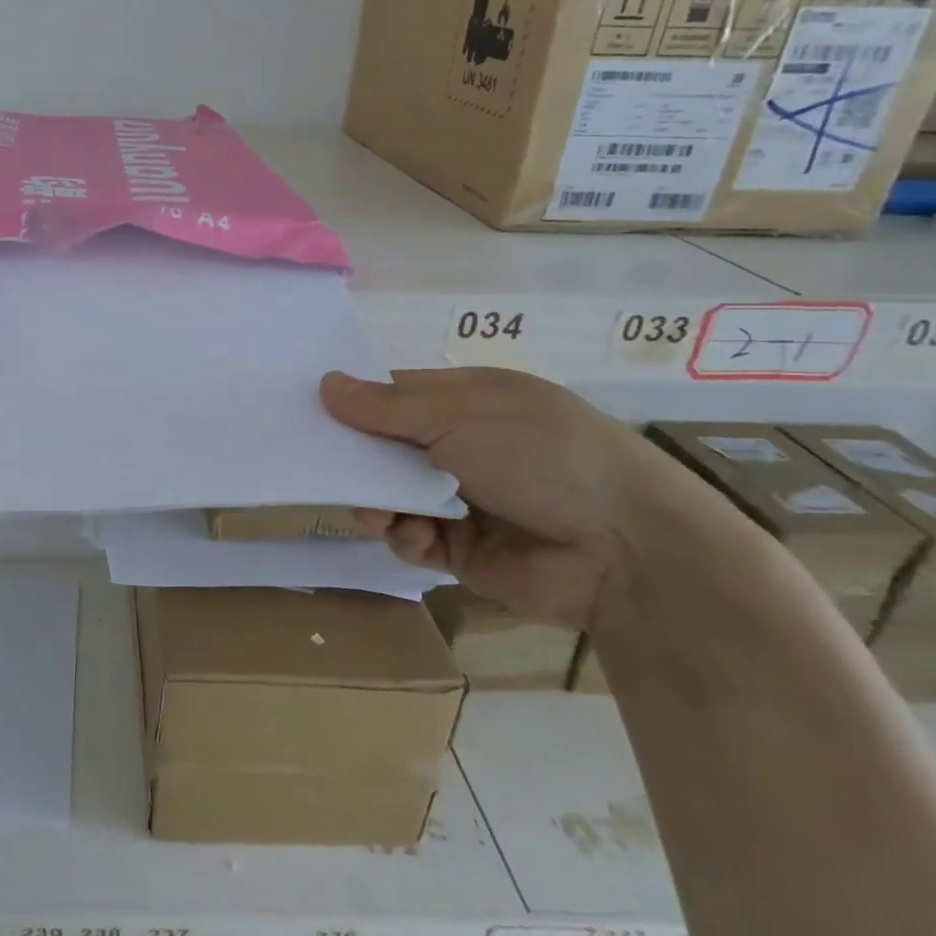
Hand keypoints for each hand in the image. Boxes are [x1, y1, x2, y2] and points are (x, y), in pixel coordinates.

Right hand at [321, 368, 737, 630]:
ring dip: (377, 501)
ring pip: (389, 495)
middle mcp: (459, 445)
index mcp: (465, 401)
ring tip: (379, 511)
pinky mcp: (460, 548)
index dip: (352, 403)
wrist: (625, 549)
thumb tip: (325, 385)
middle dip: (357, 460)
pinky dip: (405, 536)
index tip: (310, 413)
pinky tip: (415, 536)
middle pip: (383, 448)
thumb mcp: (460, 414)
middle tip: (329, 469)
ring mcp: (460, 498)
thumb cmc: (540, 455)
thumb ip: (386, 407)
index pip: (391, 395)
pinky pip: (410, 537)